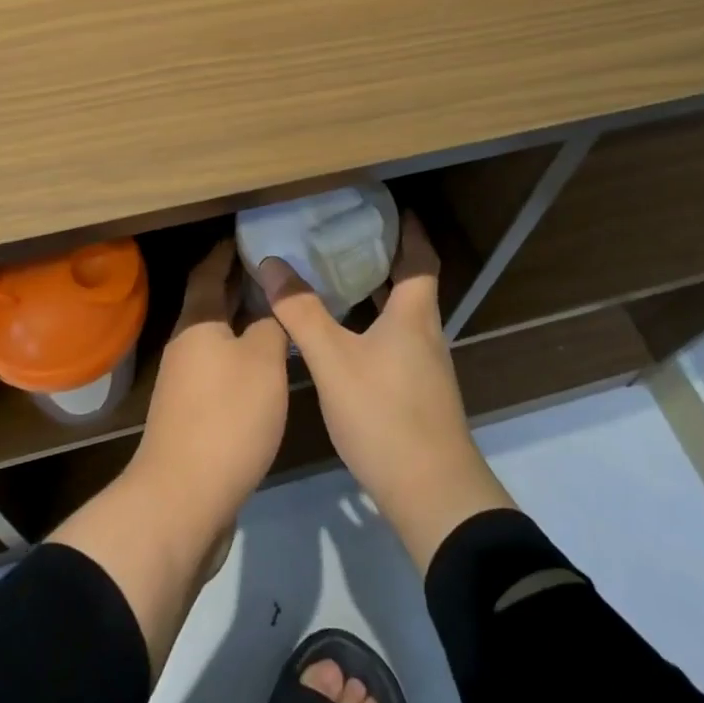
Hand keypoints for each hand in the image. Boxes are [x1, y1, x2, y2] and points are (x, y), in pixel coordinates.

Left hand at [132, 237, 290, 520]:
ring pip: (218, 337)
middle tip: (278, 268)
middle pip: (212, 303)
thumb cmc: (226, 418)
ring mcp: (186, 382)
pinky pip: (221, 369)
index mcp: (198, 323)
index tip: (251, 234)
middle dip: (240, 284)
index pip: (210, 271)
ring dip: (243, 322)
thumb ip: (270, 327)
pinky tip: (268, 366)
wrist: (183, 500)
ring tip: (280, 312)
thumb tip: (271, 307)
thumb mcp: (262, 363)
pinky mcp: (193, 414)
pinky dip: (243, 356)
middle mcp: (186, 345)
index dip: (228, 251)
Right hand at [253, 211, 514, 572]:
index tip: (392, 206)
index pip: (420, 257)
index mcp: (414, 314)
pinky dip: (372, 324)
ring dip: (376, 292)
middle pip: (410, 283)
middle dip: (384, 256)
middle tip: (346, 234)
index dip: (410, 229)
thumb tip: (271, 263)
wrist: (433, 497)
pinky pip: (394, 341)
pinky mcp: (418, 394)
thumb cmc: (385, 415)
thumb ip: (301, 312)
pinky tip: (344, 336)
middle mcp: (425, 333)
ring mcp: (424, 367)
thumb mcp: (333, 360)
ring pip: (400, 315)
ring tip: (338, 276)